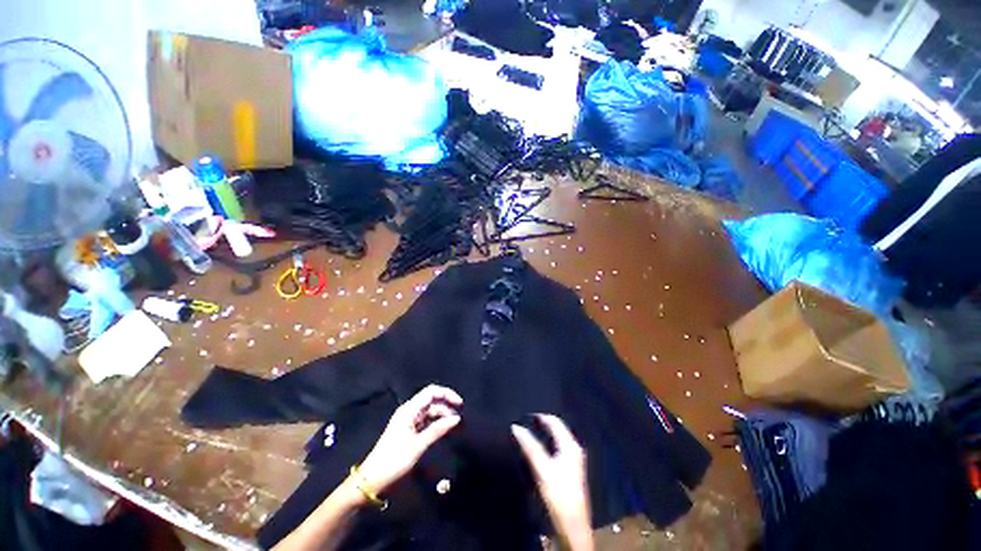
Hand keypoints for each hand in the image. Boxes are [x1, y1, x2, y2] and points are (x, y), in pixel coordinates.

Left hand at [359, 385, 461, 493]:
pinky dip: (436, 423)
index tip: (460, 404)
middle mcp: (409, 411)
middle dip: (446, 405)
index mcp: (409, 409)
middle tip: (459, 418)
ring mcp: (408, 421)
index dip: (447, 394)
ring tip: (454, 425)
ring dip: (442, 415)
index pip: (431, 392)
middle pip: (431, 400)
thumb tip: (457, 418)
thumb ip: (438, 430)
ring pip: (430, 411)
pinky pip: (426, 421)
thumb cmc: (394, 461)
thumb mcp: (418, 446)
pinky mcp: (408, 430)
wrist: (372, 480)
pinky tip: (444, 430)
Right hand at [512, 415, 593, 550]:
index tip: (525, 415)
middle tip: (526, 422)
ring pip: (558, 438)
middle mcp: (574, 448)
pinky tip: (539, 448)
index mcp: (570, 445)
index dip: (540, 416)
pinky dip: (548, 442)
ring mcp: (574, 459)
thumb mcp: (542, 469)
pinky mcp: (570, 469)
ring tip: (529, 432)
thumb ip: (530, 447)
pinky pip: (558, 447)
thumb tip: (516, 427)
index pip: (555, 421)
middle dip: (543, 423)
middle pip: (558, 428)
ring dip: (545, 433)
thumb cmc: (558, 495)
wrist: (573, 526)